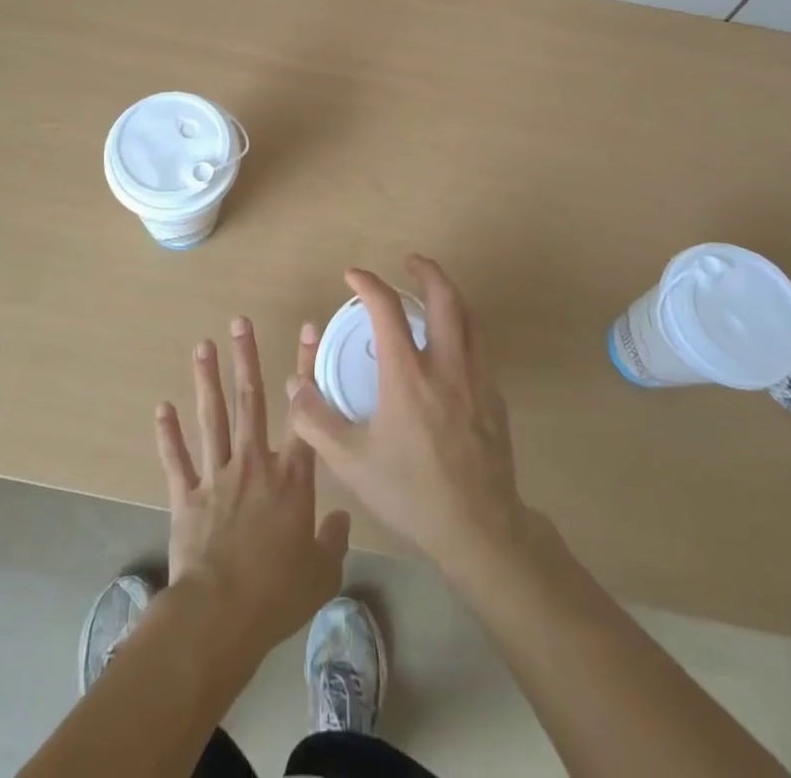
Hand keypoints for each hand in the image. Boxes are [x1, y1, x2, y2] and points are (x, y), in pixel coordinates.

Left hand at [155, 317, 351, 660]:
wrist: (221, 616)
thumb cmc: (277, 594)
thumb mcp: (322, 574)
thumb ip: (334, 541)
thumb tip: (341, 519)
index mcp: (291, 477)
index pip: (303, 412)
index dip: (306, 368)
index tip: (306, 329)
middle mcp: (254, 464)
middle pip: (250, 400)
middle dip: (245, 358)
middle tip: (239, 323)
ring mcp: (217, 476)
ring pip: (212, 418)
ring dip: (206, 381)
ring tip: (202, 347)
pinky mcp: (186, 496)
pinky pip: (176, 459)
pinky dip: (168, 434)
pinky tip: (162, 407)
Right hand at [286, 255, 526, 574]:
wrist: (479, 528)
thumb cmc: (410, 492)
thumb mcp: (351, 462)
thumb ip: (317, 420)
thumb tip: (295, 384)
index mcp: (408, 374)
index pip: (387, 308)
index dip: (368, 283)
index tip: (353, 275)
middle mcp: (446, 365)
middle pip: (445, 297)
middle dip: (426, 270)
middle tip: (408, 263)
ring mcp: (476, 379)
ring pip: (470, 318)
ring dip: (450, 295)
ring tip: (433, 293)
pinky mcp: (495, 398)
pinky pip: (480, 348)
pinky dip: (464, 330)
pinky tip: (451, 349)